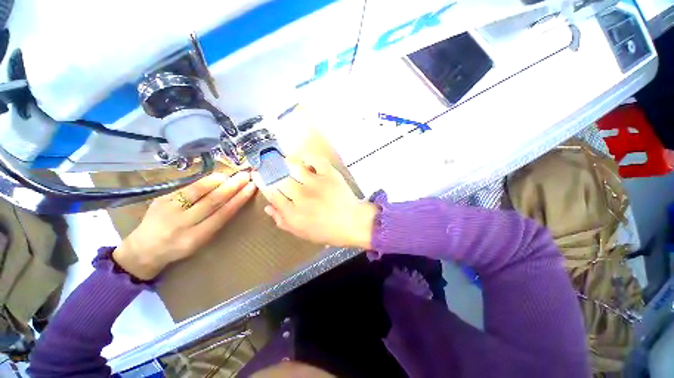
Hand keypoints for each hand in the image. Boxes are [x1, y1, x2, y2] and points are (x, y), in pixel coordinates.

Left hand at [113, 171, 256, 279]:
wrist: (144, 249)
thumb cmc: (179, 246)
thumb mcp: (200, 241)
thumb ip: (215, 222)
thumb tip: (233, 198)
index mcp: (196, 237)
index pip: (223, 214)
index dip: (239, 199)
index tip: (252, 188)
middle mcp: (182, 224)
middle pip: (212, 201)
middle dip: (233, 187)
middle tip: (246, 176)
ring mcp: (170, 210)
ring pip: (199, 192)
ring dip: (219, 181)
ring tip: (233, 174)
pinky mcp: (162, 199)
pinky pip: (187, 187)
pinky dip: (204, 181)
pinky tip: (217, 176)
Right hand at [253, 156, 377, 248]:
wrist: (352, 222)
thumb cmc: (327, 230)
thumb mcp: (301, 232)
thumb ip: (282, 220)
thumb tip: (267, 207)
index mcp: (293, 213)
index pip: (272, 194)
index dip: (263, 183)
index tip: (259, 175)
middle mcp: (301, 197)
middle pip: (280, 179)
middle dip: (272, 172)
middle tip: (270, 167)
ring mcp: (316, 184)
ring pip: (293, 167)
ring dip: (286, 163)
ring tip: (284, 161)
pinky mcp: (329, 174)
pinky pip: (314, 159)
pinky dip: (307, 156)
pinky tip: (303, 158)